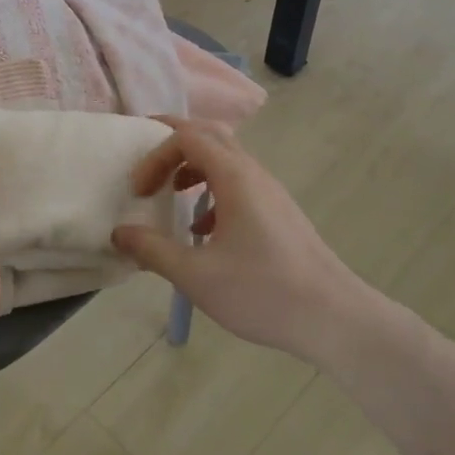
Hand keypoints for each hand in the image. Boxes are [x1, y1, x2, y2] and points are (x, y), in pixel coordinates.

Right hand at [112, 117, 356, 360]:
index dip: (155, 154)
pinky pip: (239, 183)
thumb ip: (153, 250)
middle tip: (146, 167)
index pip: (187, 136)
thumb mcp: (196, 275)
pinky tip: (202, 231)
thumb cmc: (263, 292)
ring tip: (170, 194)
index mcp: (234, 176)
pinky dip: (212, 190)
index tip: (138, 189)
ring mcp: (270, 192)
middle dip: (172, 145)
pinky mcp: (279, 213)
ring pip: (226, 159)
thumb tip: (120, 233)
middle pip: (209, 135)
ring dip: (192, 167)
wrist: (335, 318)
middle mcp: (254, 173)